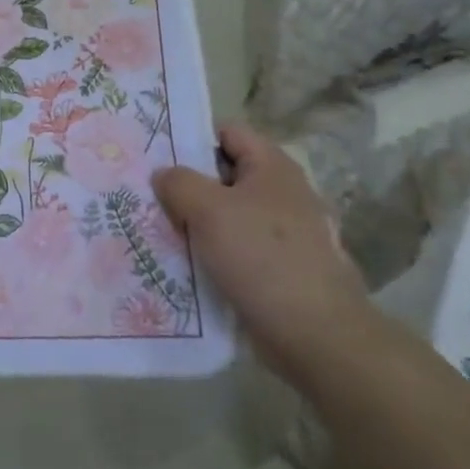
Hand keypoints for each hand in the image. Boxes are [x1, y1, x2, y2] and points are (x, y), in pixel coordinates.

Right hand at [153, 122, 374, 381]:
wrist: (317, 336)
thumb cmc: (262, 258)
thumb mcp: (208, 210)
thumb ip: (179, 183)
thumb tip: (164, 175)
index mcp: (273, 167)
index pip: (228, 132)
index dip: (193, 138)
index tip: (158, 155)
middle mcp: (284, 193)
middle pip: (226, 174)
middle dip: (190, 184)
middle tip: (151, 195)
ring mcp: (287, 234)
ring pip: (230, 215)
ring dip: (199, 222)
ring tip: (161, 230)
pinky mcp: (283, 269)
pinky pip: (239, 249)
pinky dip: (215, 253)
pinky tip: (187, 264)